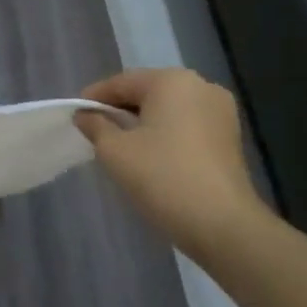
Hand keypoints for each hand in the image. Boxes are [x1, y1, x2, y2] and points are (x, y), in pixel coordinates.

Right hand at [76, 69, 269, 256]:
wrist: (223, 225)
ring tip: (120, 145)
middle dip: (120, 110)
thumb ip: (95, 125)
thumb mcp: (114, 150)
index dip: (94, 98)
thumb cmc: (162, 177)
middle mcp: (201, 86)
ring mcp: (221, 112)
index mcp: (172, 81)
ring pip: (168, 110)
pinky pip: (187, 125)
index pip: (121, 82)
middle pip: (147, 92)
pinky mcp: (230, 137)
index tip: (75, 116)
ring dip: (143, 123)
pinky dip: (165, 134)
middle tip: (95, 131)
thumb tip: (85, 115)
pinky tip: (150, 156)